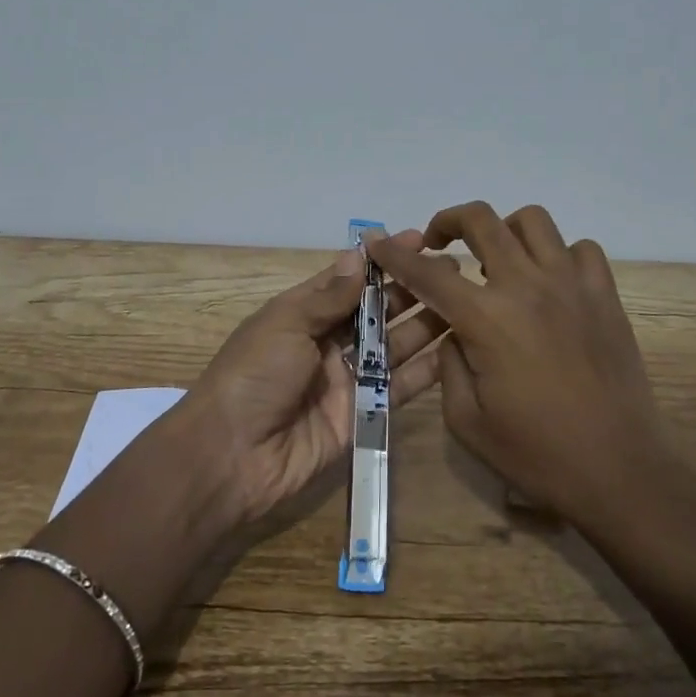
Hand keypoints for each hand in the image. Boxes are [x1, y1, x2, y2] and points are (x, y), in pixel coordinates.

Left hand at [168, 240, 448, 527]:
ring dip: (425, 323)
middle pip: (376, 311)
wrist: (232, 457)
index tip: (418, 239)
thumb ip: (328, 296)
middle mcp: (328, 342)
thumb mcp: (285, 324)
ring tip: (464, 300)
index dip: (382, 260)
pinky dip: (425, 370)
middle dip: (411, 289)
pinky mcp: (363, 415)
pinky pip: (399, 388)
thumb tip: (360, 256)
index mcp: (303, 314)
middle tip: (452, 269)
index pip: (350, 279)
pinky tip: (455, 349)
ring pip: (394, 345)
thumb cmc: (253, 376)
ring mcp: (347, 380)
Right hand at [362, 201, 676, 530]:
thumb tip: (453, 331)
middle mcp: (528, 287)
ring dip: (505, 231)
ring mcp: (572, 285)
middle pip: (482, 220)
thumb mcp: (467, 421)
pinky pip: (581, 249)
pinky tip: (550, 283)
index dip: (396, 255)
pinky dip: (558, 254)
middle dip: (448, 221)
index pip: (429, 273)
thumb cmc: (537, 454)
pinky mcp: (606, 296)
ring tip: (498, 260)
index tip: (377, 244)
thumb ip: (448, 364)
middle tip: (440, 243)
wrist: (620, 472)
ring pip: (533, 221)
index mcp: (488, 320)